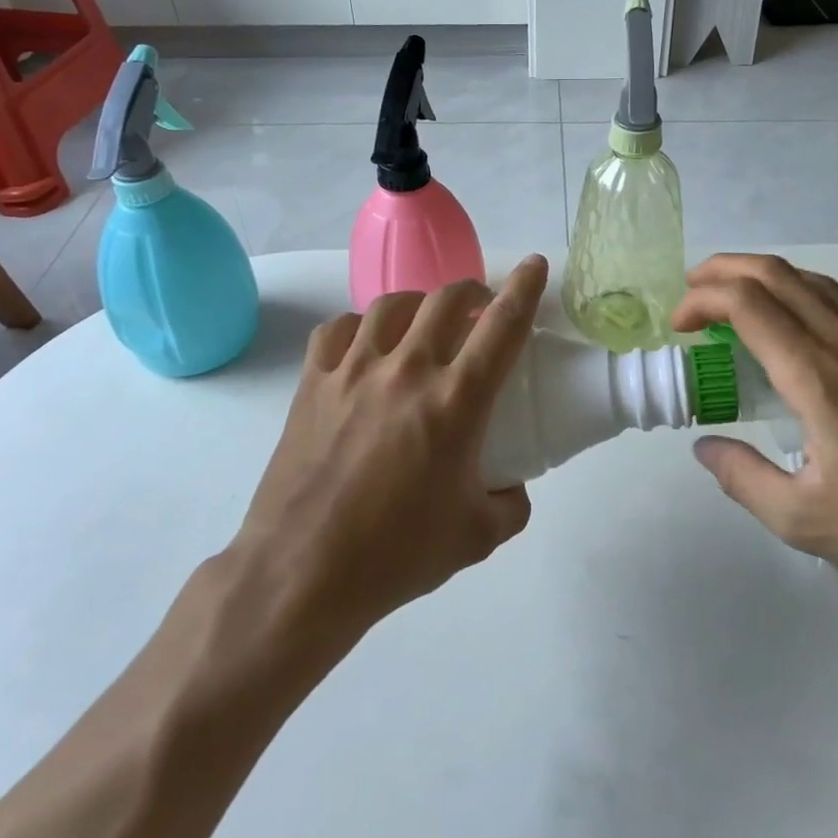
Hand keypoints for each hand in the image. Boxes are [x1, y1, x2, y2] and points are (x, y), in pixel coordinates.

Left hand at [234, 256, 548, 638]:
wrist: (303, 573)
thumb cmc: (397, 555)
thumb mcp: (477, 537)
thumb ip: (510, 505)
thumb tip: (512, 486)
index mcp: (456, 401)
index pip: (502, 326)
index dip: (525, 288)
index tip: (535, 264)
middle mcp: (407, 370)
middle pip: (446, 299)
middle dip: (472, 291)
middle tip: (480, 308)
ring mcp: (354, 370)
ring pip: (392, 304)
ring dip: (419, 304)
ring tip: (424, 323)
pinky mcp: (313, 382)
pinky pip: (339, 329)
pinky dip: (360, 326)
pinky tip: (365, 345)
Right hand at [670, 254, 837, 610]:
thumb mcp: (803, 521)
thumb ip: (743, 478)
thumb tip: (705, 447)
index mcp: (819, 378)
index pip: (749, 304)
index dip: (702, 300)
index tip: (678, 327)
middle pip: (776, 274)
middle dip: (722, 270)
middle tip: (689, 294)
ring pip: (810, 279)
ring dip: (759, 276)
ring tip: (728, 299)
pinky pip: (836, 300)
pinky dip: (794, 292)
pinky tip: (787, 325)